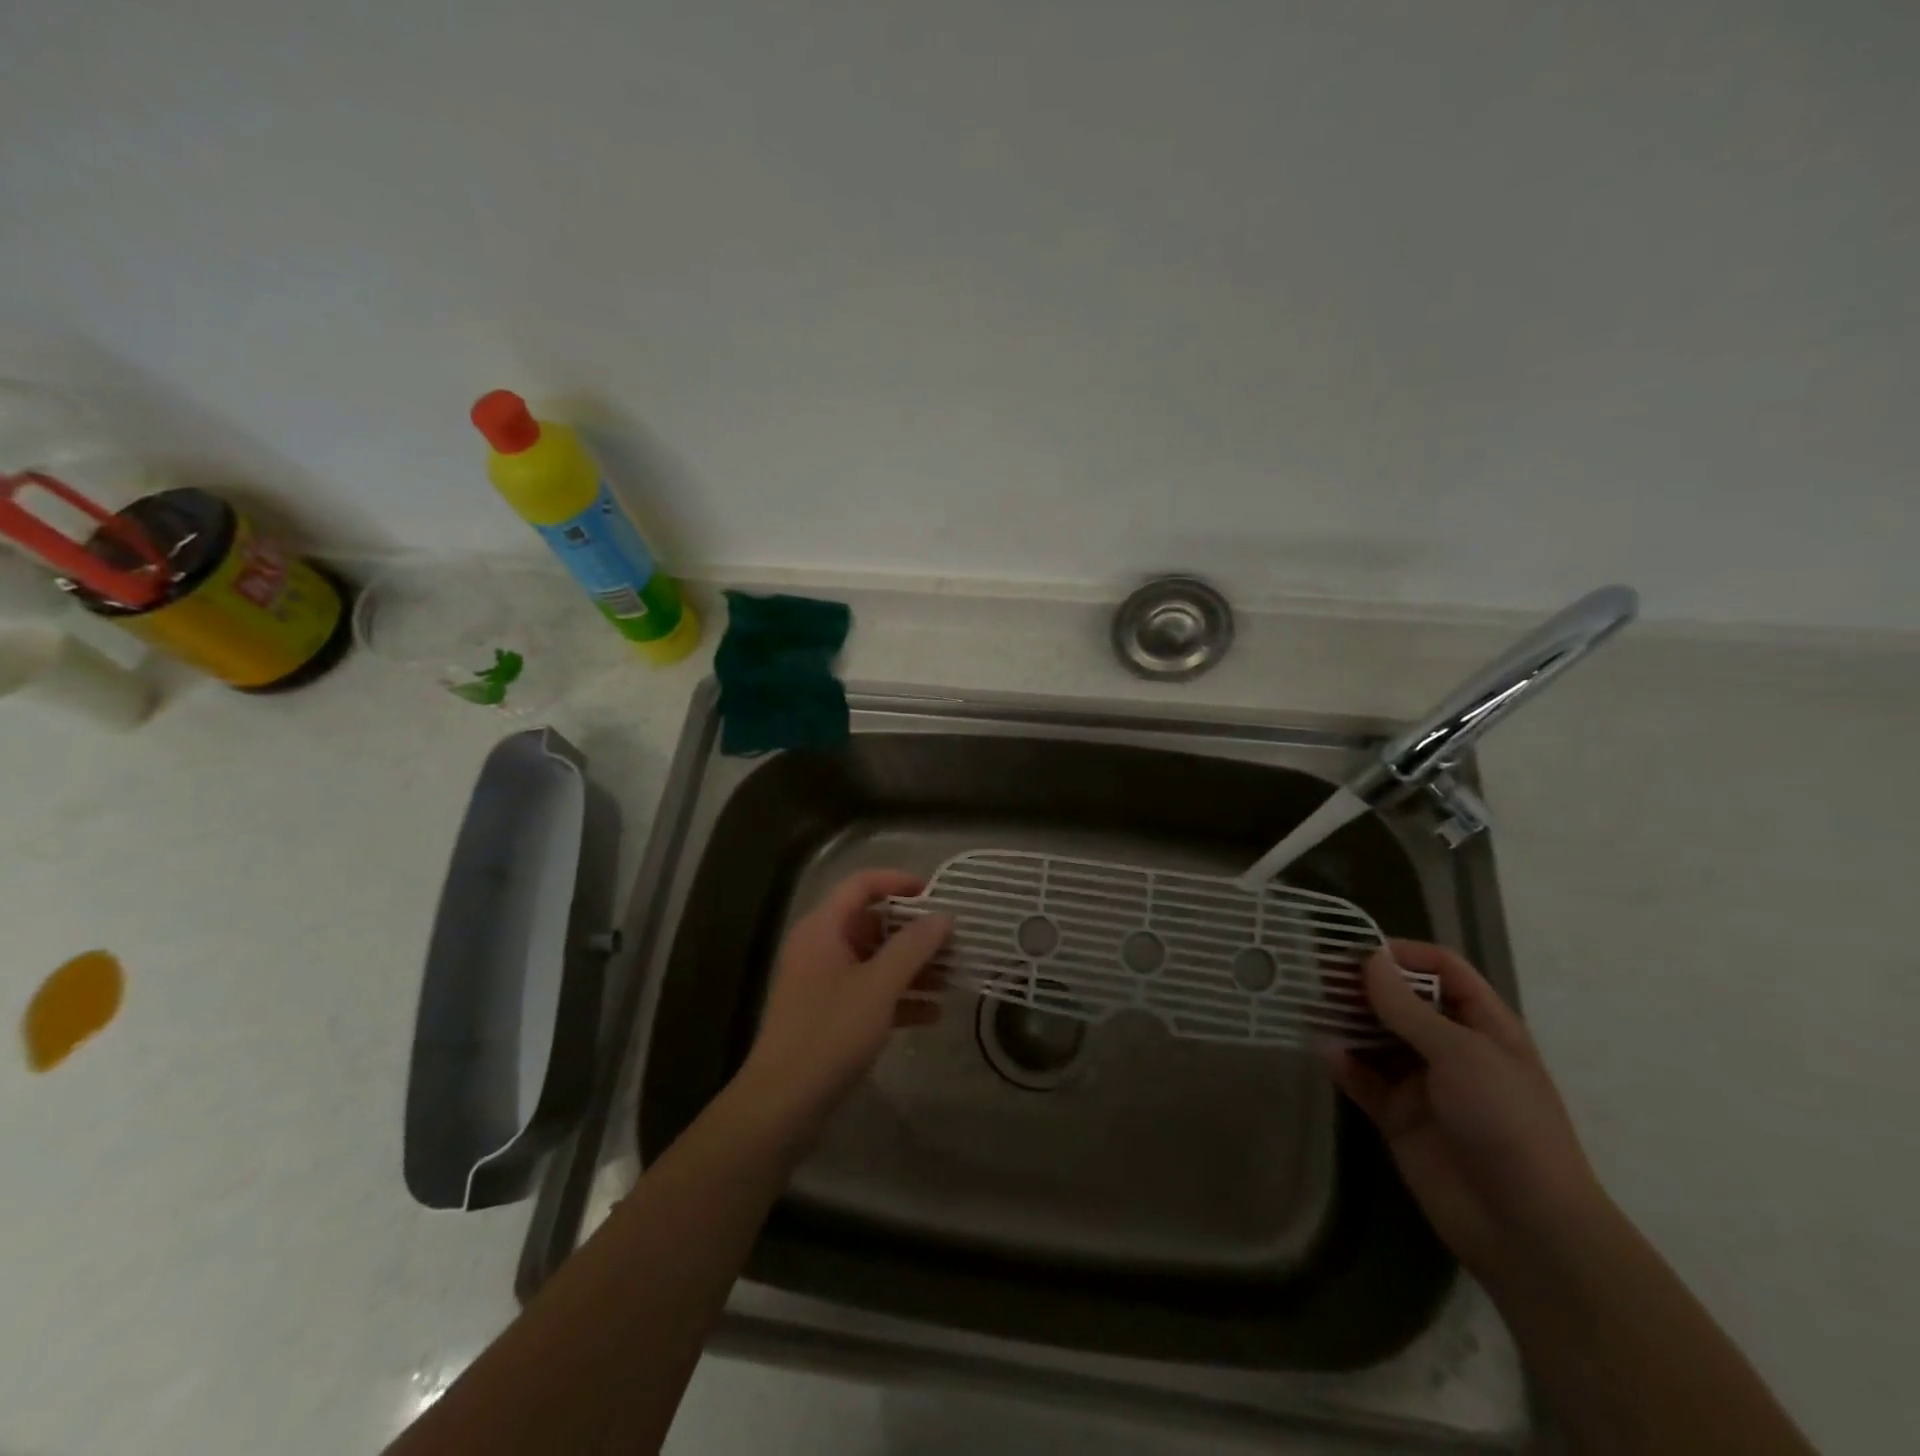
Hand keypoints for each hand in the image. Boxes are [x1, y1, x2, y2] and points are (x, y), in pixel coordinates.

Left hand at [735, 870, 952, 1136]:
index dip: (899, 882)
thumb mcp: (879, 986)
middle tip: (954, 943)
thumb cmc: (831, 1032)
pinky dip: (899, 997)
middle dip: (915, 933)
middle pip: (873, 923)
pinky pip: (870, 992)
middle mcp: (821, 947)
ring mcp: (824, 982)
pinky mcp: (830, 1014)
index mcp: (824, 928)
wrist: (783, 1103)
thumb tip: (943, 916)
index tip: (937, 894)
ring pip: (875, 960)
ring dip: (913, 967)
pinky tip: (933, 1014)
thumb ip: (914, 946)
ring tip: (953, 978)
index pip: (862, 884)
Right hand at [1327, 941, 1610, 1279]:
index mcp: (1484, 1026)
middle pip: (1403, 1002)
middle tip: (1317, 973)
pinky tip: (1325, 1053)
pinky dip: (1344, 1065)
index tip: (1357, 949)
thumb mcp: (1460, 1053)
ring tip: (1309, 1004)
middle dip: (1363, 986)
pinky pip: (1364, 1081)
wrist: (1525, 1228)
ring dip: (1347, 1021)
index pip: (1444, 970)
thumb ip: (1407, 1007)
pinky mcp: (1399, 1118)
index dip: (1404, 954)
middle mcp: (1452, 1048)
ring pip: (1377, 1039)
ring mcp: (1425, 1085)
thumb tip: (1369, 959)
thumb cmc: (1506, 1123)